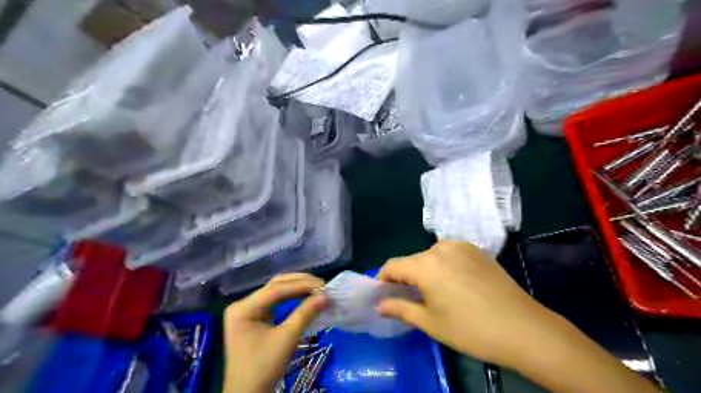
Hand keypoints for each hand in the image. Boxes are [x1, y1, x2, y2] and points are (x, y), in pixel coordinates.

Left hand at [223, 273, 327, 392]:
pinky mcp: (254, 317)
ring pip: (276, 291)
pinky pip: (275, 301)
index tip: (323, 285)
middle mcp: (243, 304)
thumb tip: (326, 296)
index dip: (301, 285)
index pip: (276, 289)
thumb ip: (305, 313)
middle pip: (275, 286)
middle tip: (322, 286)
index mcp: (243, 308)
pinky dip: (292, 298)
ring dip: (297, 288)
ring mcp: (248, 310)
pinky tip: (305, 296)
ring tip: (317, 289)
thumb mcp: (287, 339)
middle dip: (300, 283)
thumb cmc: (264, 367)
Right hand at [374, 240, 565, 367]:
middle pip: (412, 260)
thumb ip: (400, 308)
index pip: (392, 266)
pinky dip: (443, 266)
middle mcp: (440, 248)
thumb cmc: (471, 329)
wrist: (523, 328)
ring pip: (431, 256)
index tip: (383, 294)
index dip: (383, 279)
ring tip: (433, 293)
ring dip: (425, 271)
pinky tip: (454, 285)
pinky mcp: (477, 250)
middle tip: (408, 299)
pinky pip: (450, 254)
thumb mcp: (430, 322)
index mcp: (425, 264)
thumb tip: (380, 305)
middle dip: (405, 277)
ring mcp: (461, 246)